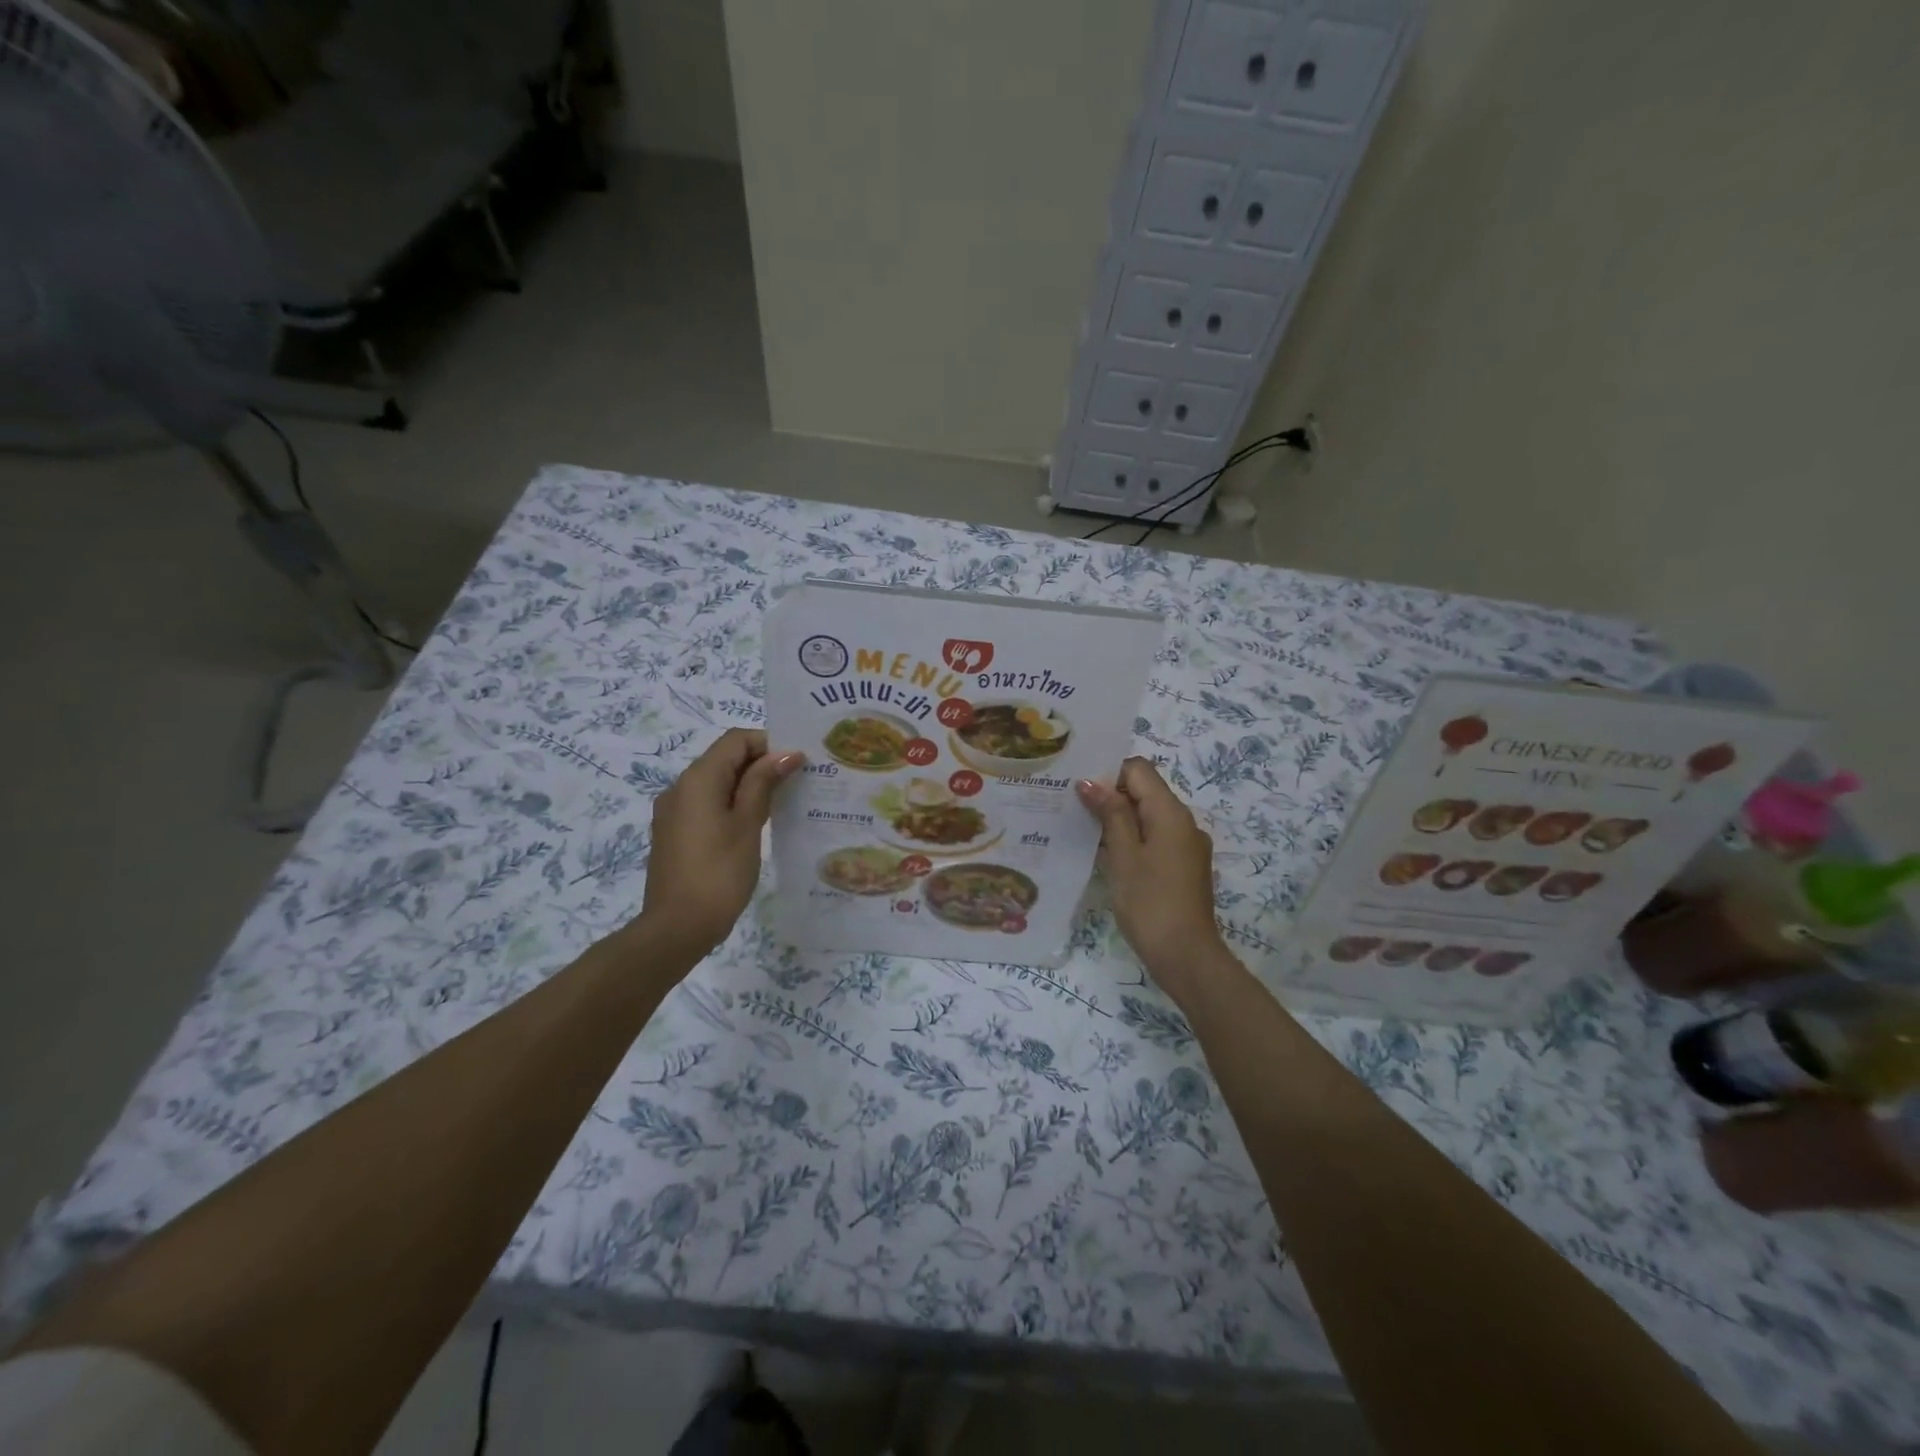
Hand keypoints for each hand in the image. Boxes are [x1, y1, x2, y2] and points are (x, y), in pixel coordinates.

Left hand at [640, 728, 803, 956]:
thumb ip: (763, 783)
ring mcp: (674, 812)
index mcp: (697, 779)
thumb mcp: (747, 824)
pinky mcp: (675, 833)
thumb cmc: (719, 872)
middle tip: (798, 783)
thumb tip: (785, 753)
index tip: (798, 763)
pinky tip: (755, 825)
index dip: (768, 743)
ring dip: (748, 786)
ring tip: (782, 804)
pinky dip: (732, 804)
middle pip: (725, 759)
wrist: (678, 927)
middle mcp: (680, 787)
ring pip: (716, 782)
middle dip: (761, 764)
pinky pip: (707, 804)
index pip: (735, 740)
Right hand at [1077, 757, 1226, 1000]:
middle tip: (1073, 809)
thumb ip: (1110, 814)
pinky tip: (1107, 856)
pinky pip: (1156, 838)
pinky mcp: (1184, 867)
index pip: (1139, 770)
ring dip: (1119, 819)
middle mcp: (1184, 822)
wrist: (1186, 957)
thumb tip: (1091, 782)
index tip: (1080, 791)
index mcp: (1171, 813)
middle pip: (1145, 791)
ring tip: (1084, 831)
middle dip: (1110, 796)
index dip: (1109, 773)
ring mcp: (1187, 846)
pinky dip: (1132, 839)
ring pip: (1149, 817)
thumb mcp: (1123, 855)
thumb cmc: (1149, 903)